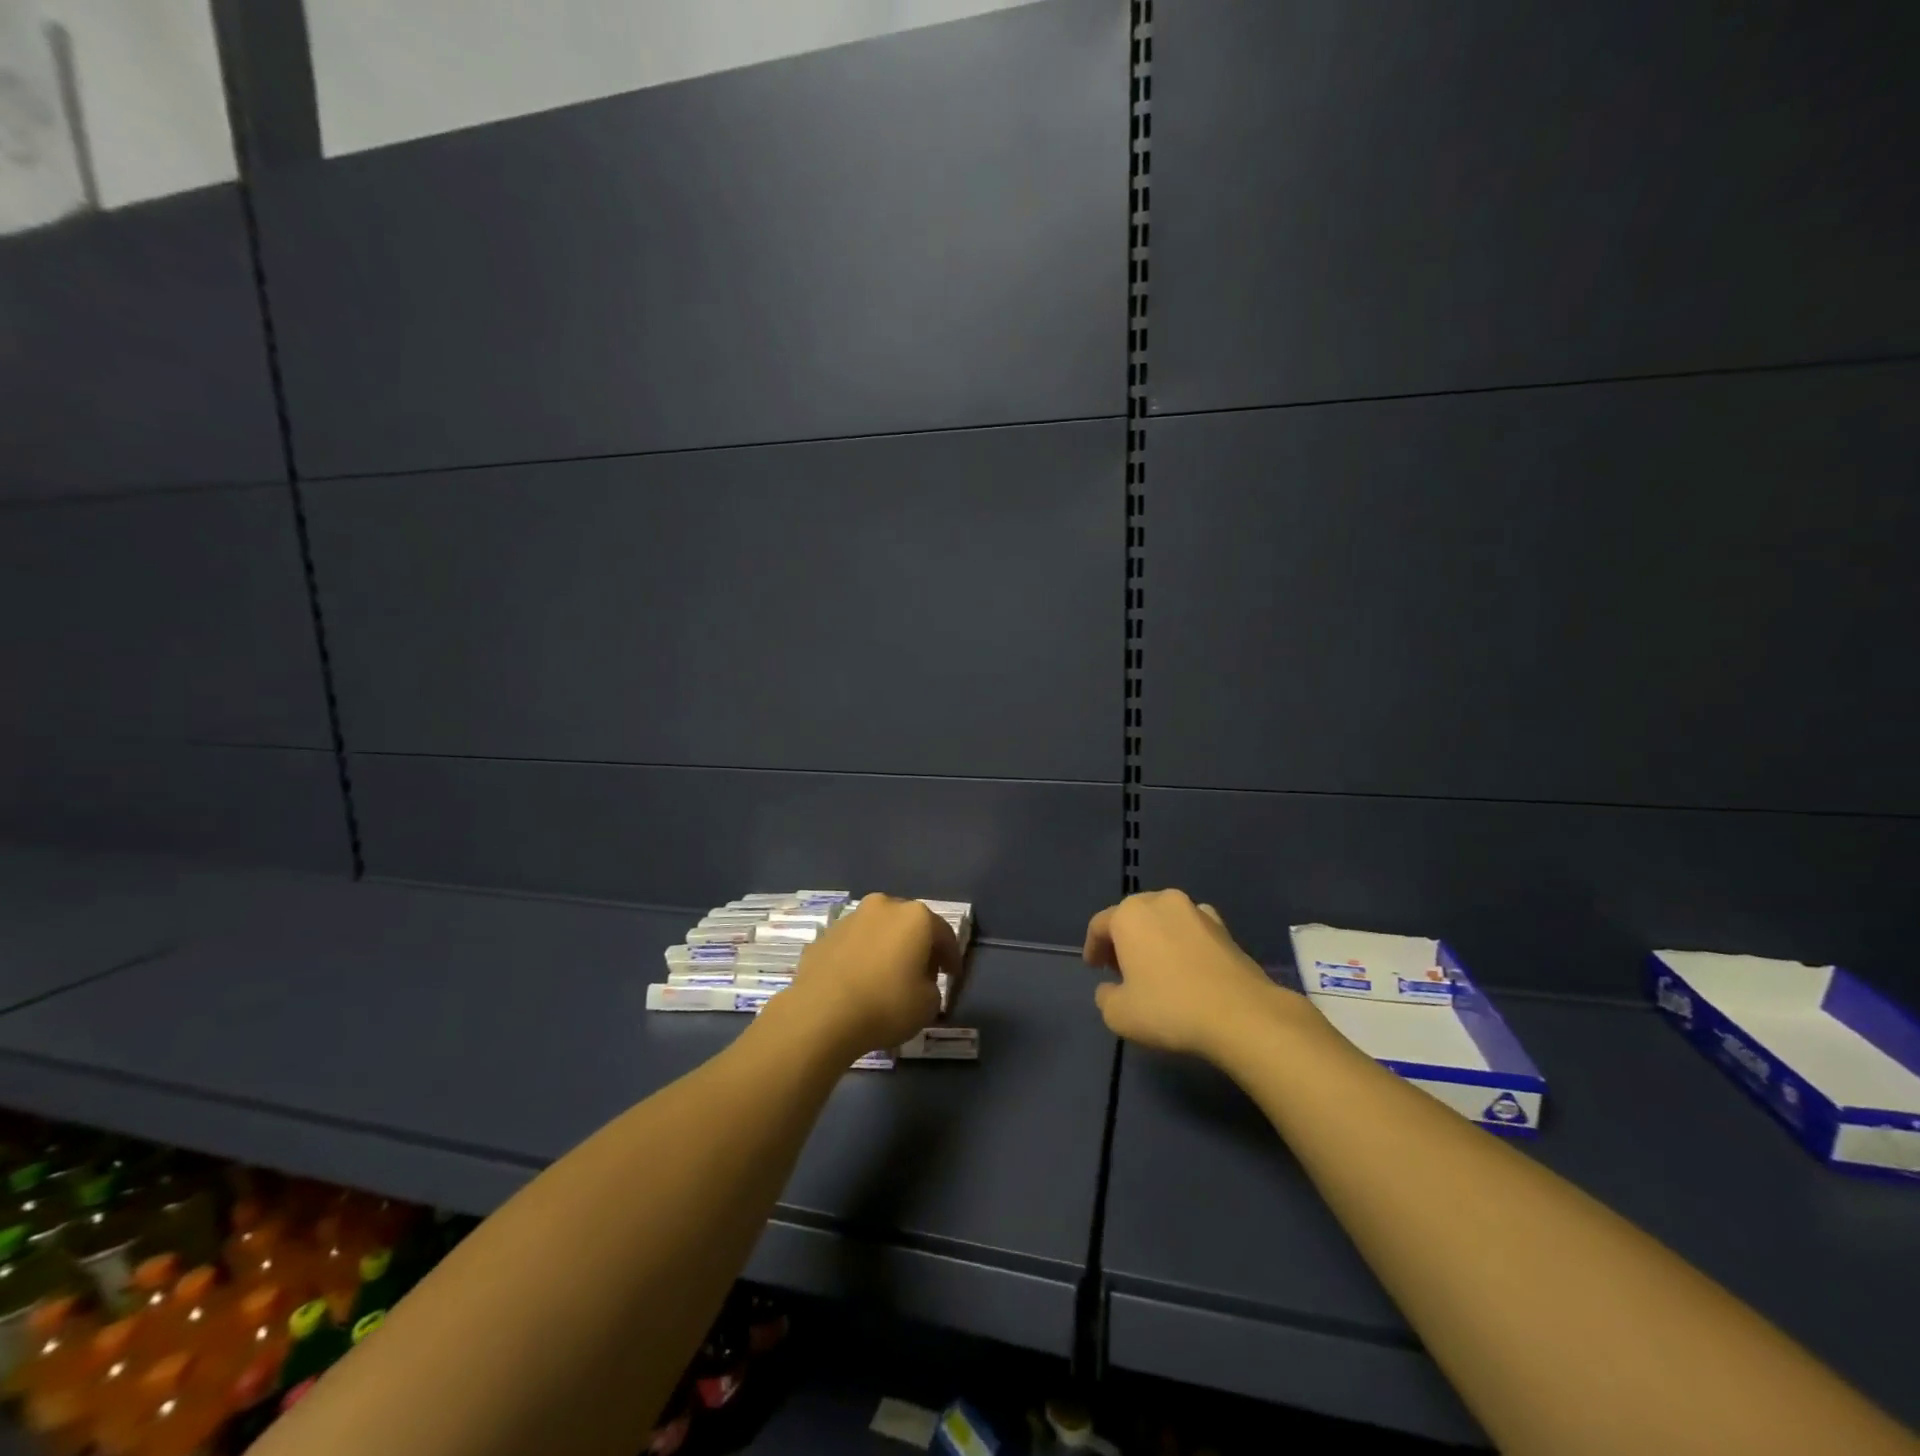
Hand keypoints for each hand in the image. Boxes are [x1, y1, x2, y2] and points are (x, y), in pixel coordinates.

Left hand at [770, 895, 953, 1057]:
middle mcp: (884, 906)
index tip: (952, 976)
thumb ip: (932, 987)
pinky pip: (853, 944)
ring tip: (886, 977)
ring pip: (878, 930)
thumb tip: (919, 982)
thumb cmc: (886, 1004)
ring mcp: (851, 918)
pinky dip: (860, 957)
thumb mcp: (928, 1005)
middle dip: (917, 946)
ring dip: (886, 948)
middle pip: (909, 924)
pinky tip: (858, 981)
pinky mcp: (824, 935)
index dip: (951, 957)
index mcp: (915, 917)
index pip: (944, 934)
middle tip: (922, 973)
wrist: (822, 1014)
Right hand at [1084, 889, 1311, 1061]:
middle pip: (1132, 916)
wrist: (1241, 1015)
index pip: (1100, 925)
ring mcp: (1195, 910)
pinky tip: (1187, 965)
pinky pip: (1192, 929)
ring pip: (1163, 919)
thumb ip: (1106, 997)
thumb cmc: (1169, 1008)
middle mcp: (1160, 901)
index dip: (1093, 947)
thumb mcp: (1119, 1014)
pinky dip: (1183, 941)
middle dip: (1123, 939)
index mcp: (1129, 915)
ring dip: (1154, 937)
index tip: (1094, 968)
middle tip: (1120, 967)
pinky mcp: (1224, 927)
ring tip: (1155, 966)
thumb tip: (1111, 988)